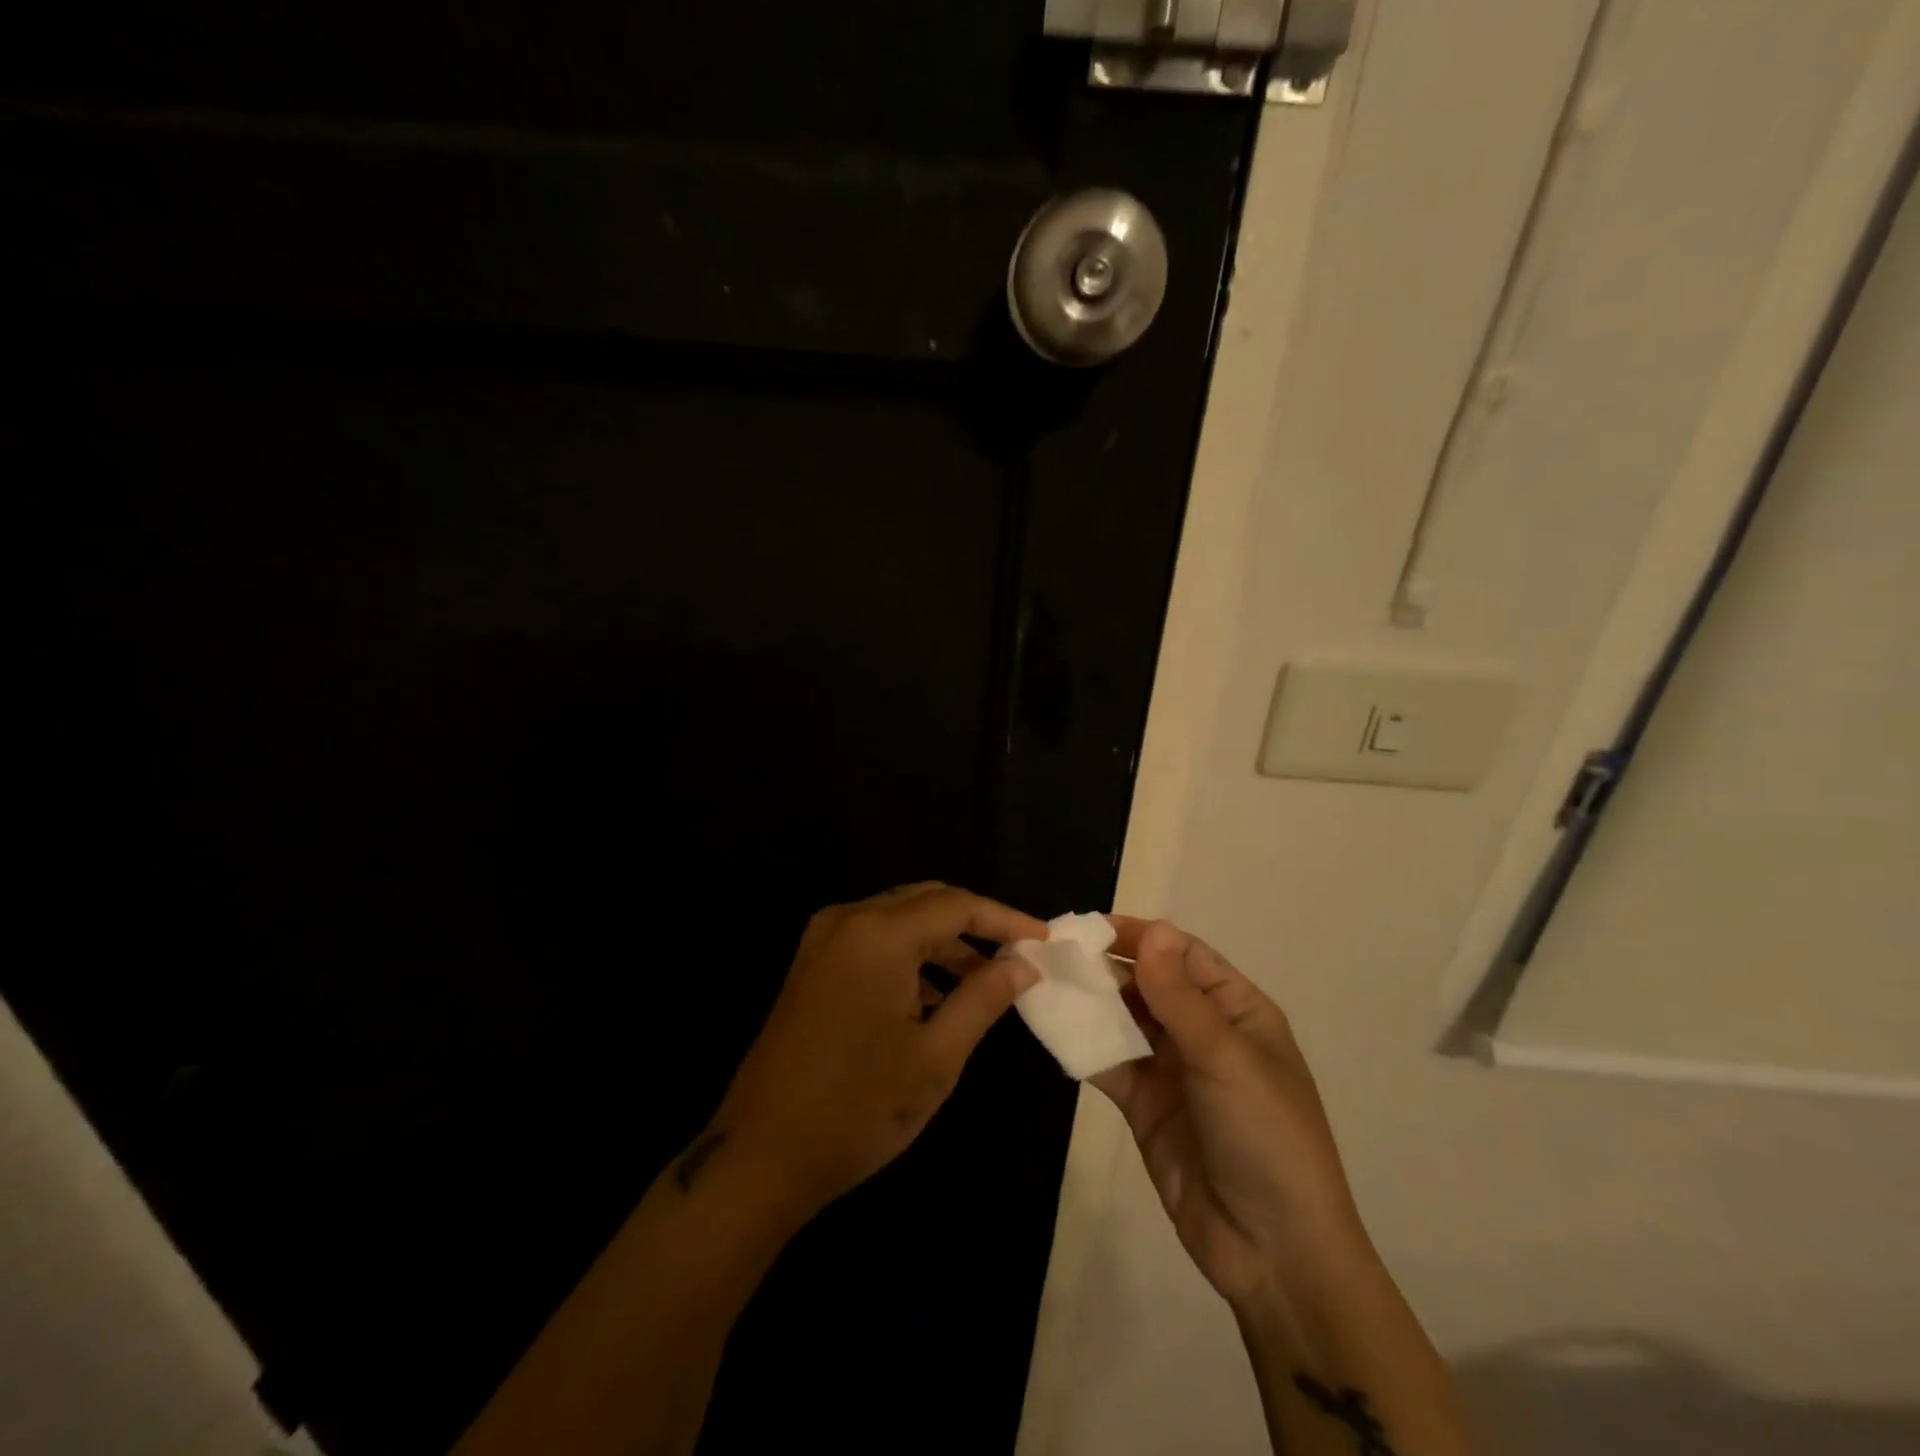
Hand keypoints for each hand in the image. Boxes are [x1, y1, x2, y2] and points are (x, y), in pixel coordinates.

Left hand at [708, 883, 1045, 1219]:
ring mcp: (823, 941)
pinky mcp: (811, 965)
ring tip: (982, 983)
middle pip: (926, 901)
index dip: (1005, 919)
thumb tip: (1024, 964)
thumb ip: (984, 998)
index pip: (957, 905)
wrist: (759, 1156)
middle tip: (1017, 955)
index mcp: (878, 934)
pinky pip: (873, 941)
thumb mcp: (936, 1057)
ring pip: (899, 920)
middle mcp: (847, 921)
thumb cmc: (857, 1108)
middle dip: (974, 925)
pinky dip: (909, 957)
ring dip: (942, 943)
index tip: (1044, 939)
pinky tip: (934, 997)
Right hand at [1092, 919, 1371, 1310]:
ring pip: (1124, 1020)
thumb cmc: (1266, 1136)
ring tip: (1044, 983)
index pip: (1183, 954)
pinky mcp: (1144, 1105)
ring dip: (1090, 1003)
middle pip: (1148, 983)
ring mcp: (1172, 1069)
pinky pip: (1110, 1063)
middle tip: (1053, 954)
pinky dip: (1083, 1045)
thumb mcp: (1225, 1059)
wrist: (1273, 1253)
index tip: (1087, 928)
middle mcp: (1203, 1031)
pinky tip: (1053, 1028)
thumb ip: (1179, 996)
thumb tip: (1153, 929)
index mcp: (1236, 1010)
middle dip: (1106, 967)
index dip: (1140, 936)